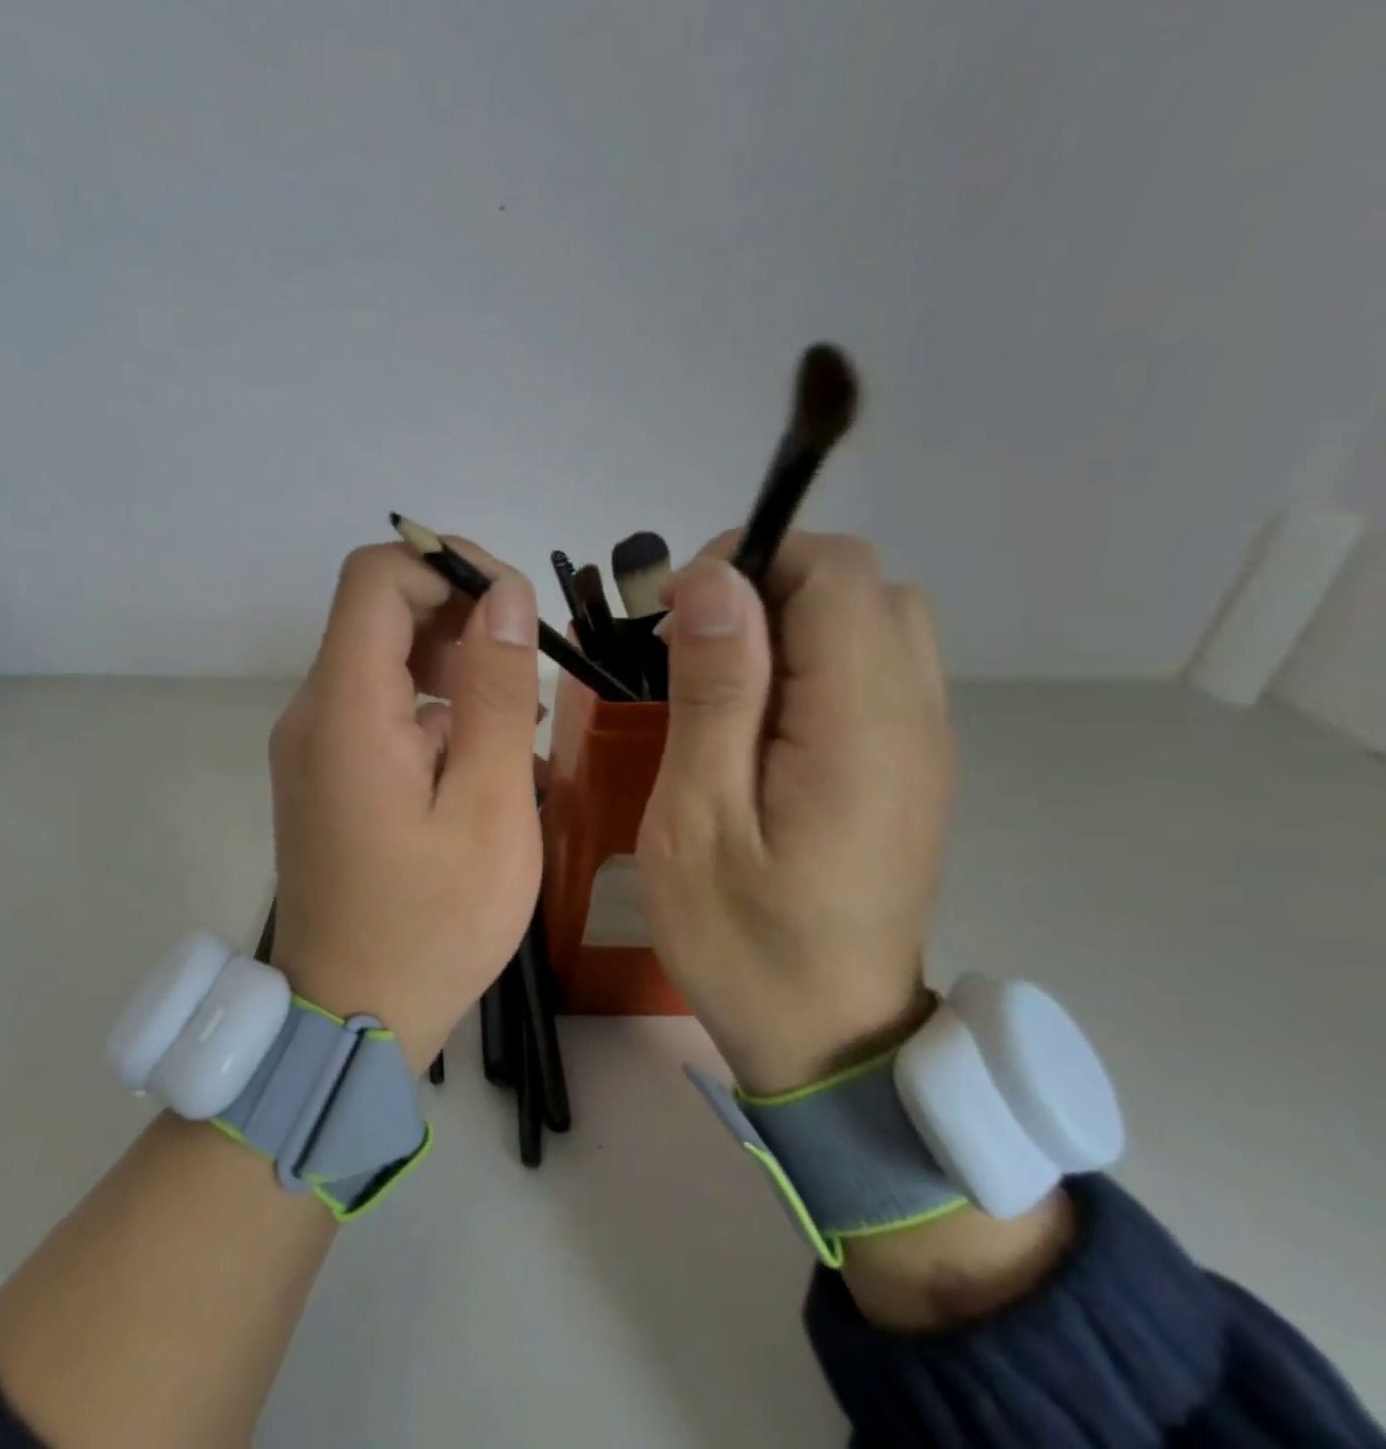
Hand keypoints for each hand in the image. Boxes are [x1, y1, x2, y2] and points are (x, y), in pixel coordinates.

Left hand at [267, 541, 543, 1073]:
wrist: (352, 1014)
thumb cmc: (433, 923)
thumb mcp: (488, 806)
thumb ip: (495, 691)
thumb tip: (504, 596)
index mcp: (345, 710)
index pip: (377, 576)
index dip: (448, 566)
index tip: (512, 605)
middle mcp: (311, 712)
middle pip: (377, 612)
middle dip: (459, 616)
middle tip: (525, 671)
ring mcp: (310, 744)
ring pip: (380, 659)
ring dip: (450, 664)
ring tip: (510, 720)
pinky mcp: (322, 772)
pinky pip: (375, 706)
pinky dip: (428, 706)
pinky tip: (473, 758)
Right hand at [637, 531, 954, 1094]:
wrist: (829, 1037)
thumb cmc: (742, 938)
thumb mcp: (698, 820)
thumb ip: (714, 695)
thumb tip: (716, 583)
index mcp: (859, 729)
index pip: (835, 574)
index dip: (750, 562)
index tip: (677, 613)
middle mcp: (913, 718)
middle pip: (863, 585)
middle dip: (767, 585)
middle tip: (692, 647)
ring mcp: (922, 743)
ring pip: (875, 620)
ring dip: (792, 621)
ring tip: (722, 679)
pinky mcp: (909, 766)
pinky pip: (876, 669)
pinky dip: (814, 660)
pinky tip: (762, 719)